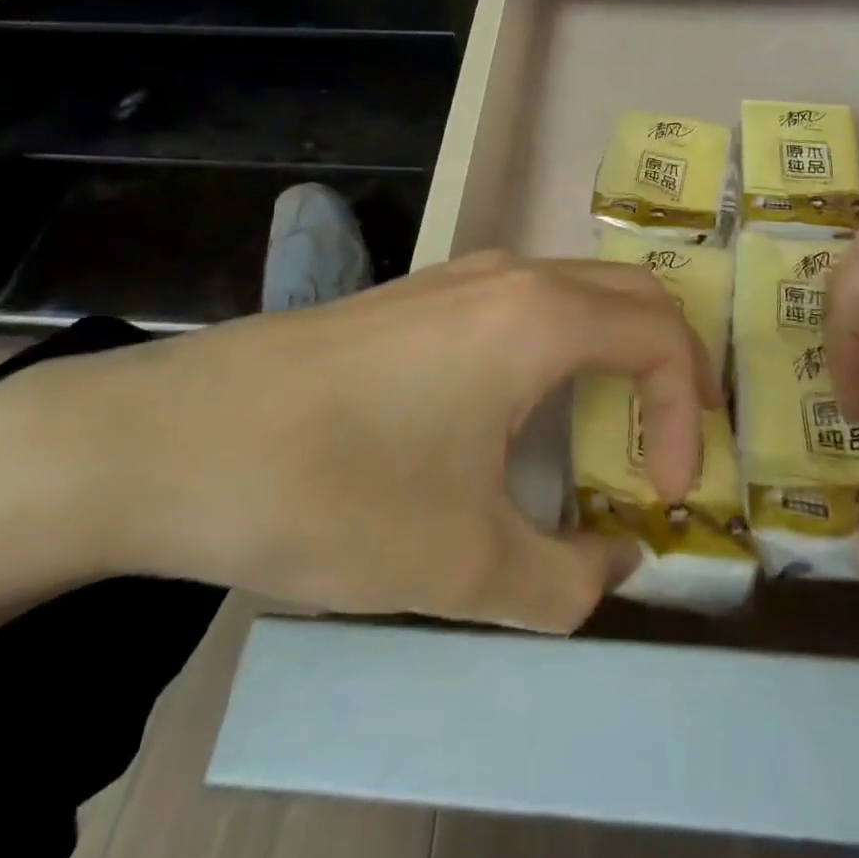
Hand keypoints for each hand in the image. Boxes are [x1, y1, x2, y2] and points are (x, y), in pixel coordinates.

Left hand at [15, 253, 713, 631]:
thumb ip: (566, 581)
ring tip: (612, 427)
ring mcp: (458, 276)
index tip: (663, 495)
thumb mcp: (464, 567)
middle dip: (674, 364)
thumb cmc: (335, 493)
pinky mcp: (417, 296)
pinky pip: (522, 304)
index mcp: (539, 319)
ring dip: (615, 350)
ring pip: (576, 291)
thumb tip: (615, 565)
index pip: (662, 338)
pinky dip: (561, 345)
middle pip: (632, 295)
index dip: (686, 416)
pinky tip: (526, 408)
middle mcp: (510, 276)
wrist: (172, 440)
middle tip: (675, 439)